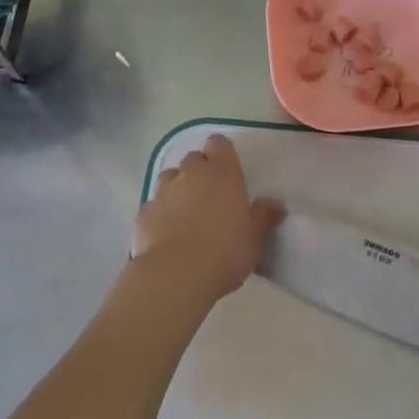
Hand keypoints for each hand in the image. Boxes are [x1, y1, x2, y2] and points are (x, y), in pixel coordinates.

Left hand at [131, 134, 284, 312]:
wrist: (176, 275)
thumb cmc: (225, 251)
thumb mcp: (255, 237)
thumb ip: (264, 216)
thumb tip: (275, 204)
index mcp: (222, 173)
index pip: (219, 144)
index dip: (222, 154)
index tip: (228, 171)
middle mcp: (191, 174)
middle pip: (193, 159)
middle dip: (199, 172)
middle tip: (210, 197)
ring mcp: (163, 192)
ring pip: (169, 178)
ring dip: (177, 188)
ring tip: (186, 213)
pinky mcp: (143, 214)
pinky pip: (153, 205)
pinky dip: (160, 213)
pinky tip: (166, 234)